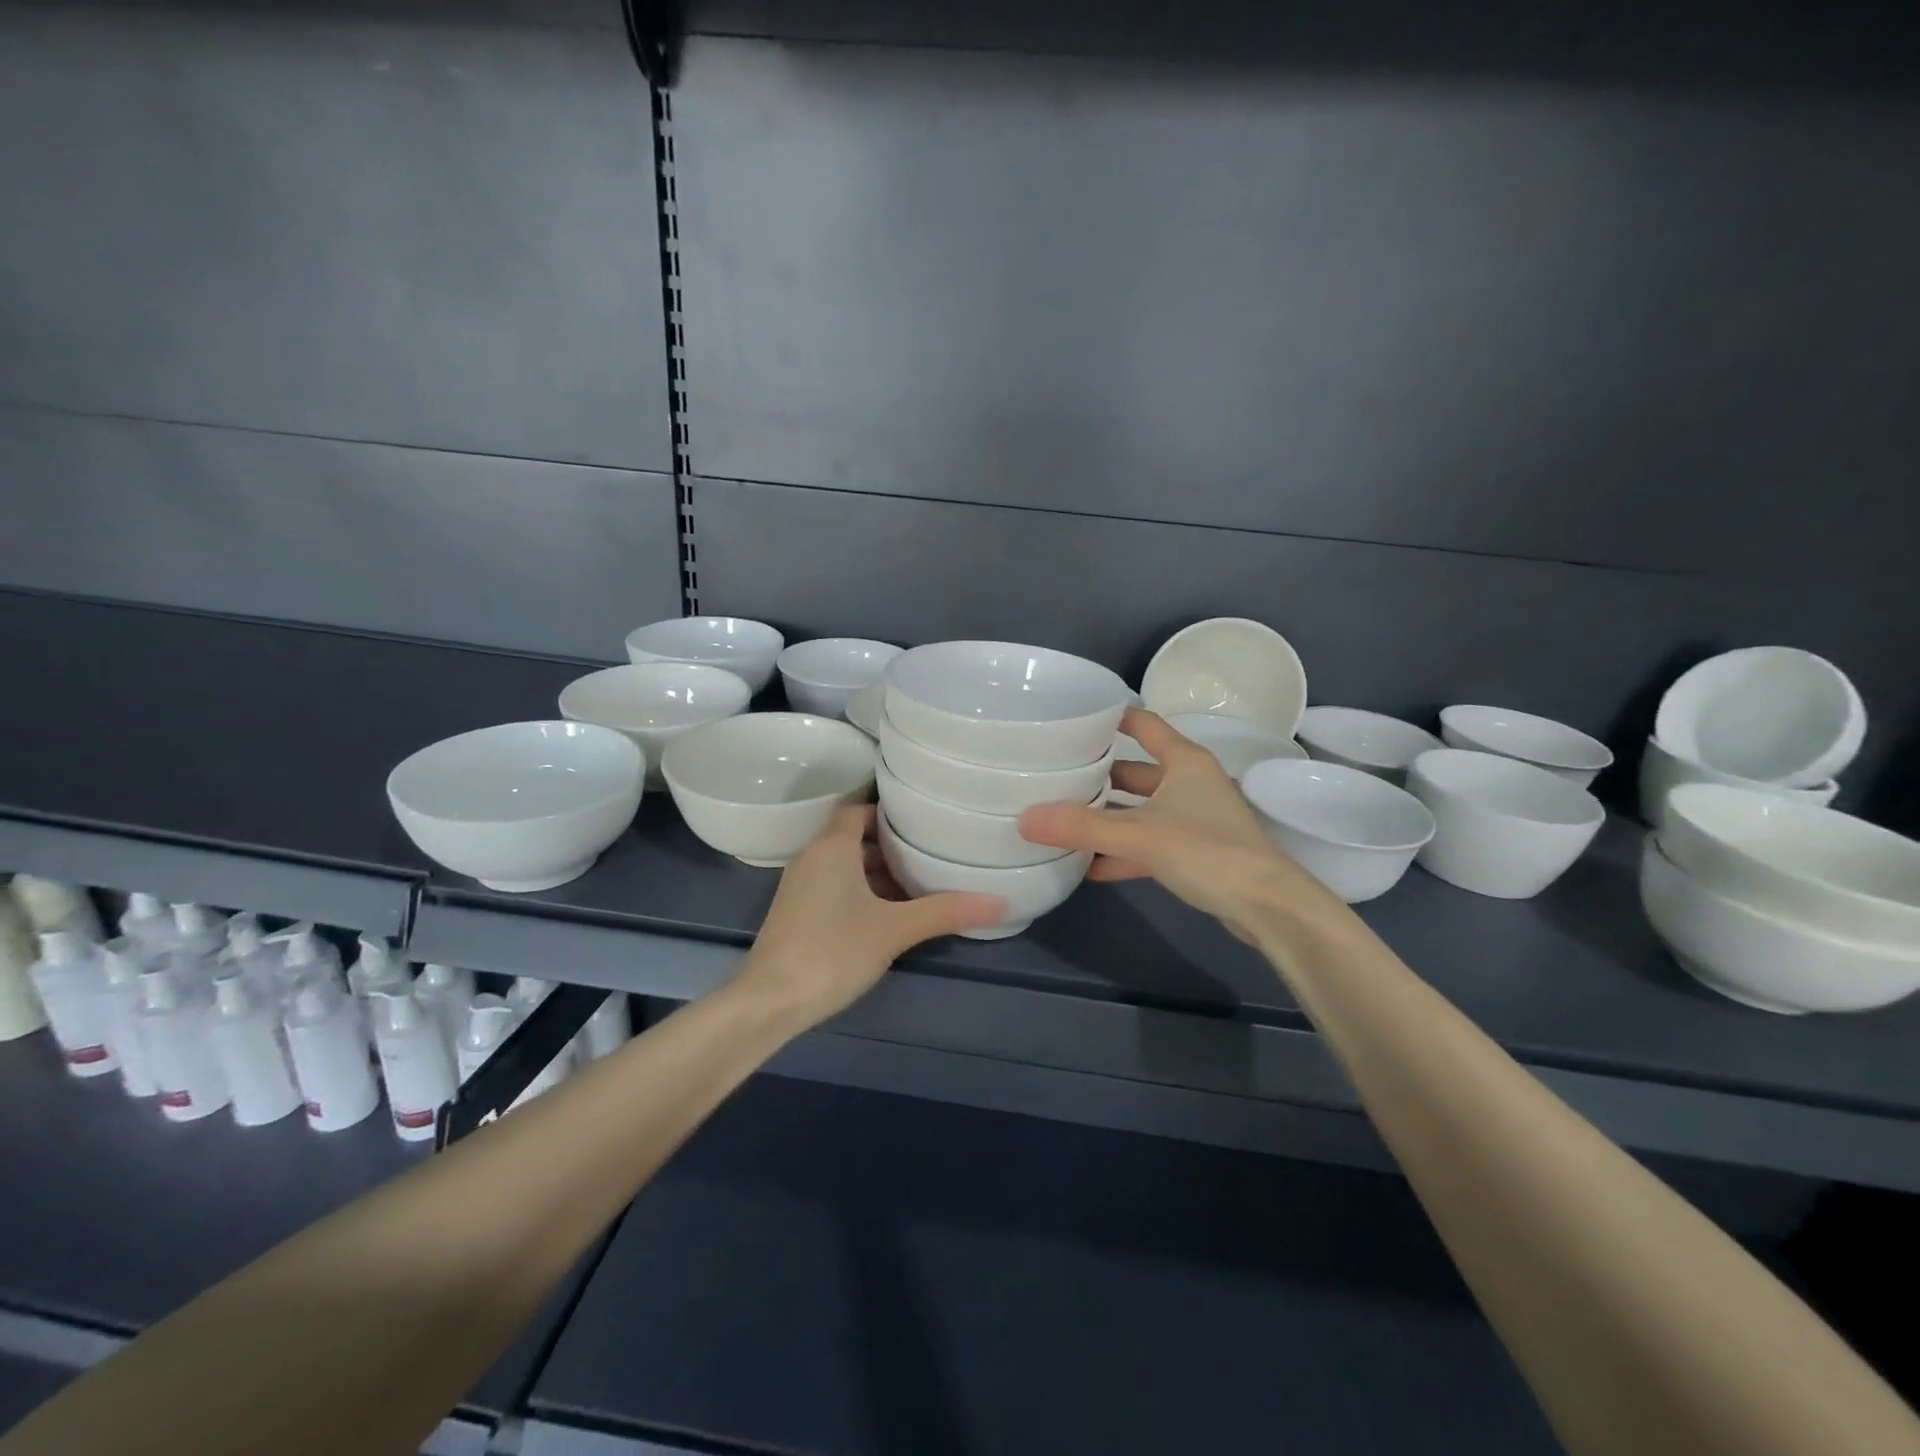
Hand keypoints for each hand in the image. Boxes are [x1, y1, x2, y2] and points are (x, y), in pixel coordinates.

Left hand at [735, 802, 1004, 1024]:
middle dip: (890, 844)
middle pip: (854, 836)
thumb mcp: (894, 930)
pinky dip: (860, 890)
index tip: (922, 820)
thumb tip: (1000, 902)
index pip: (859, 809)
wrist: (769, 1001)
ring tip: (918, 883)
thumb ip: (945, 911)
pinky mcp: (797, 911)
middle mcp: (812, 857)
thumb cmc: (832, 951)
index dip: (889, 812)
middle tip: (930, 851)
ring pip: (844, 864)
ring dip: (876, 871)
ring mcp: (800, 885)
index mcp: (832, 847)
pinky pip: (834, 885)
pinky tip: (888, 913)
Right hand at [1017, 708, 1347, 940]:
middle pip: (1134, 771)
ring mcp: (1194, 818)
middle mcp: (1189, 782)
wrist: (1268, 907)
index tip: (1071, 718)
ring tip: (1062, 821)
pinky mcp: (1195, 852)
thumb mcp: (1140, 835)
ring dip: (1107, 818)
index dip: (1110, 718)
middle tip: (1052, 778)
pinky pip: (1149, 843)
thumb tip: (1025, 819)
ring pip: (1141, 810)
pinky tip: (1089, 867)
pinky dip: (1123, 852)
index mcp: (1184, 761)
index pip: (1142, 724)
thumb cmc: (1208, 851)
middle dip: (1097, 776)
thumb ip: (1082, 827)